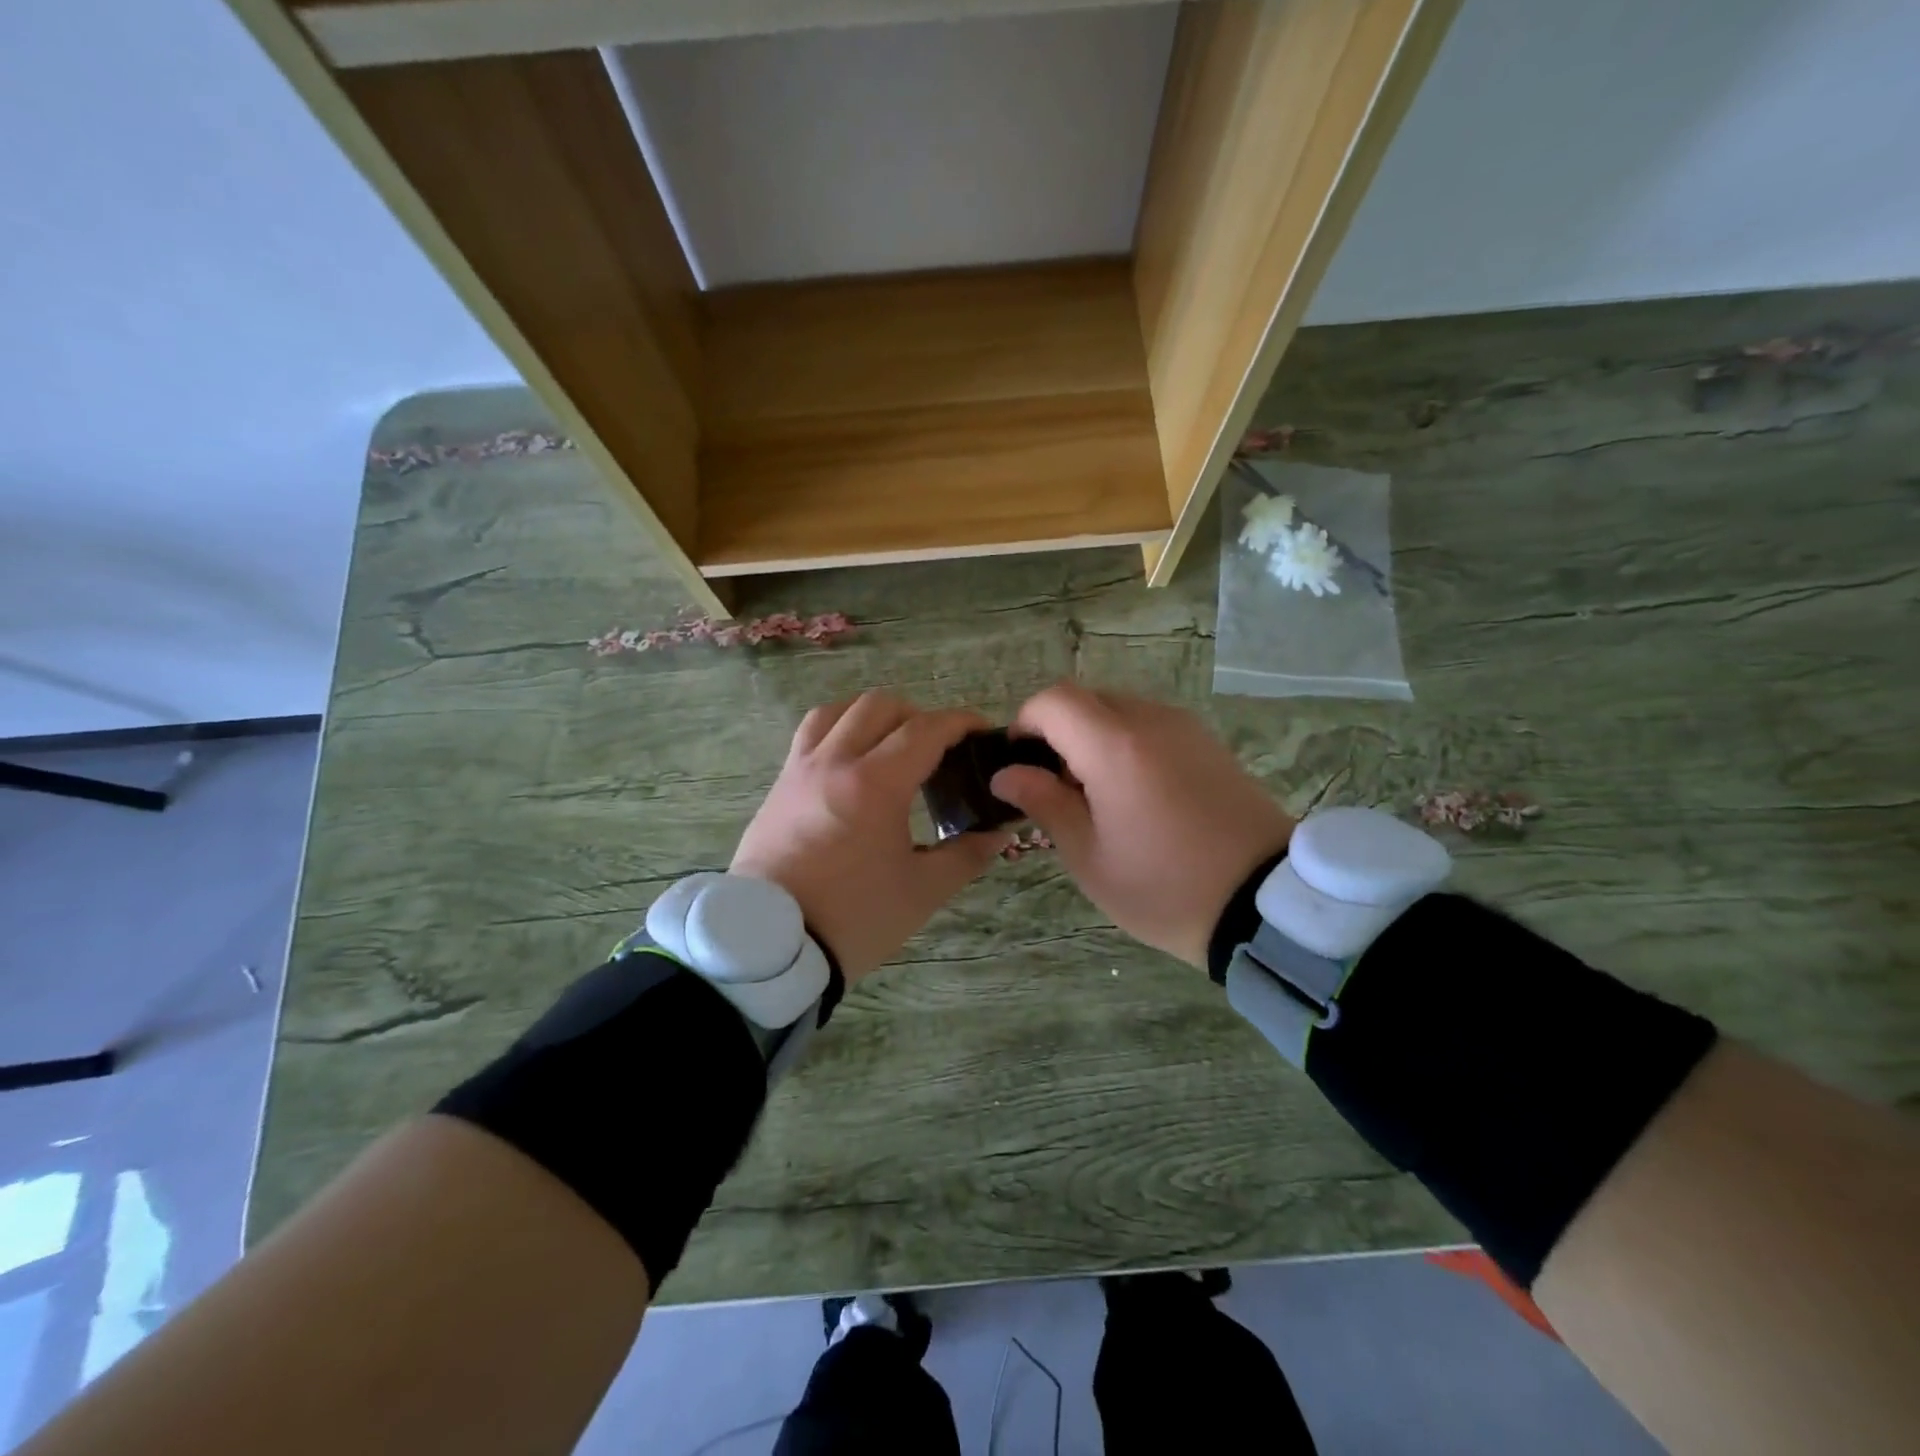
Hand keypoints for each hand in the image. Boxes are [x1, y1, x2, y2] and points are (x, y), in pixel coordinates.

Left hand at [731, 692, 1008, 983]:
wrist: (771, 945)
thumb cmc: (853, 918)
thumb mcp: (922, 891)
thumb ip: (966, 855)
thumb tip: (998, 832)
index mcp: (875, 784)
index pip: (925, 730)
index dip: (959, 723)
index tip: (980, 731)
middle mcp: (835, 763)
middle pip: (879, 707)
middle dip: (917, 715)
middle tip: (938, 747)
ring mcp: (800, 770)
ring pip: (837, 711)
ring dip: (872, 716)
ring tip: (891, 744)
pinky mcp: (779, 786)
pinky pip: (809, 736)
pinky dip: (837, 730)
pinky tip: (850, 761)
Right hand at [989, 684, 1293, 967]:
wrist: (1265, 904)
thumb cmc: (1164, 886)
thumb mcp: (1089, 856)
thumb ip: (1044, 803)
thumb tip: (1007, 774)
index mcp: (1114, 746)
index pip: (1053, 700)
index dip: (1025, 723)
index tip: (1020, 763)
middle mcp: (1150, 721)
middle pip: (1086, 700)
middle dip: (1058, 733)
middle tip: (1057, 788)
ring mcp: (1186, 729)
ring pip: (1119, 711)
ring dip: (1093, 739)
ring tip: (1098, 797)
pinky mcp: (1209, 744)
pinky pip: (1152, 727)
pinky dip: (1127, 745)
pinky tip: (1137, 796)